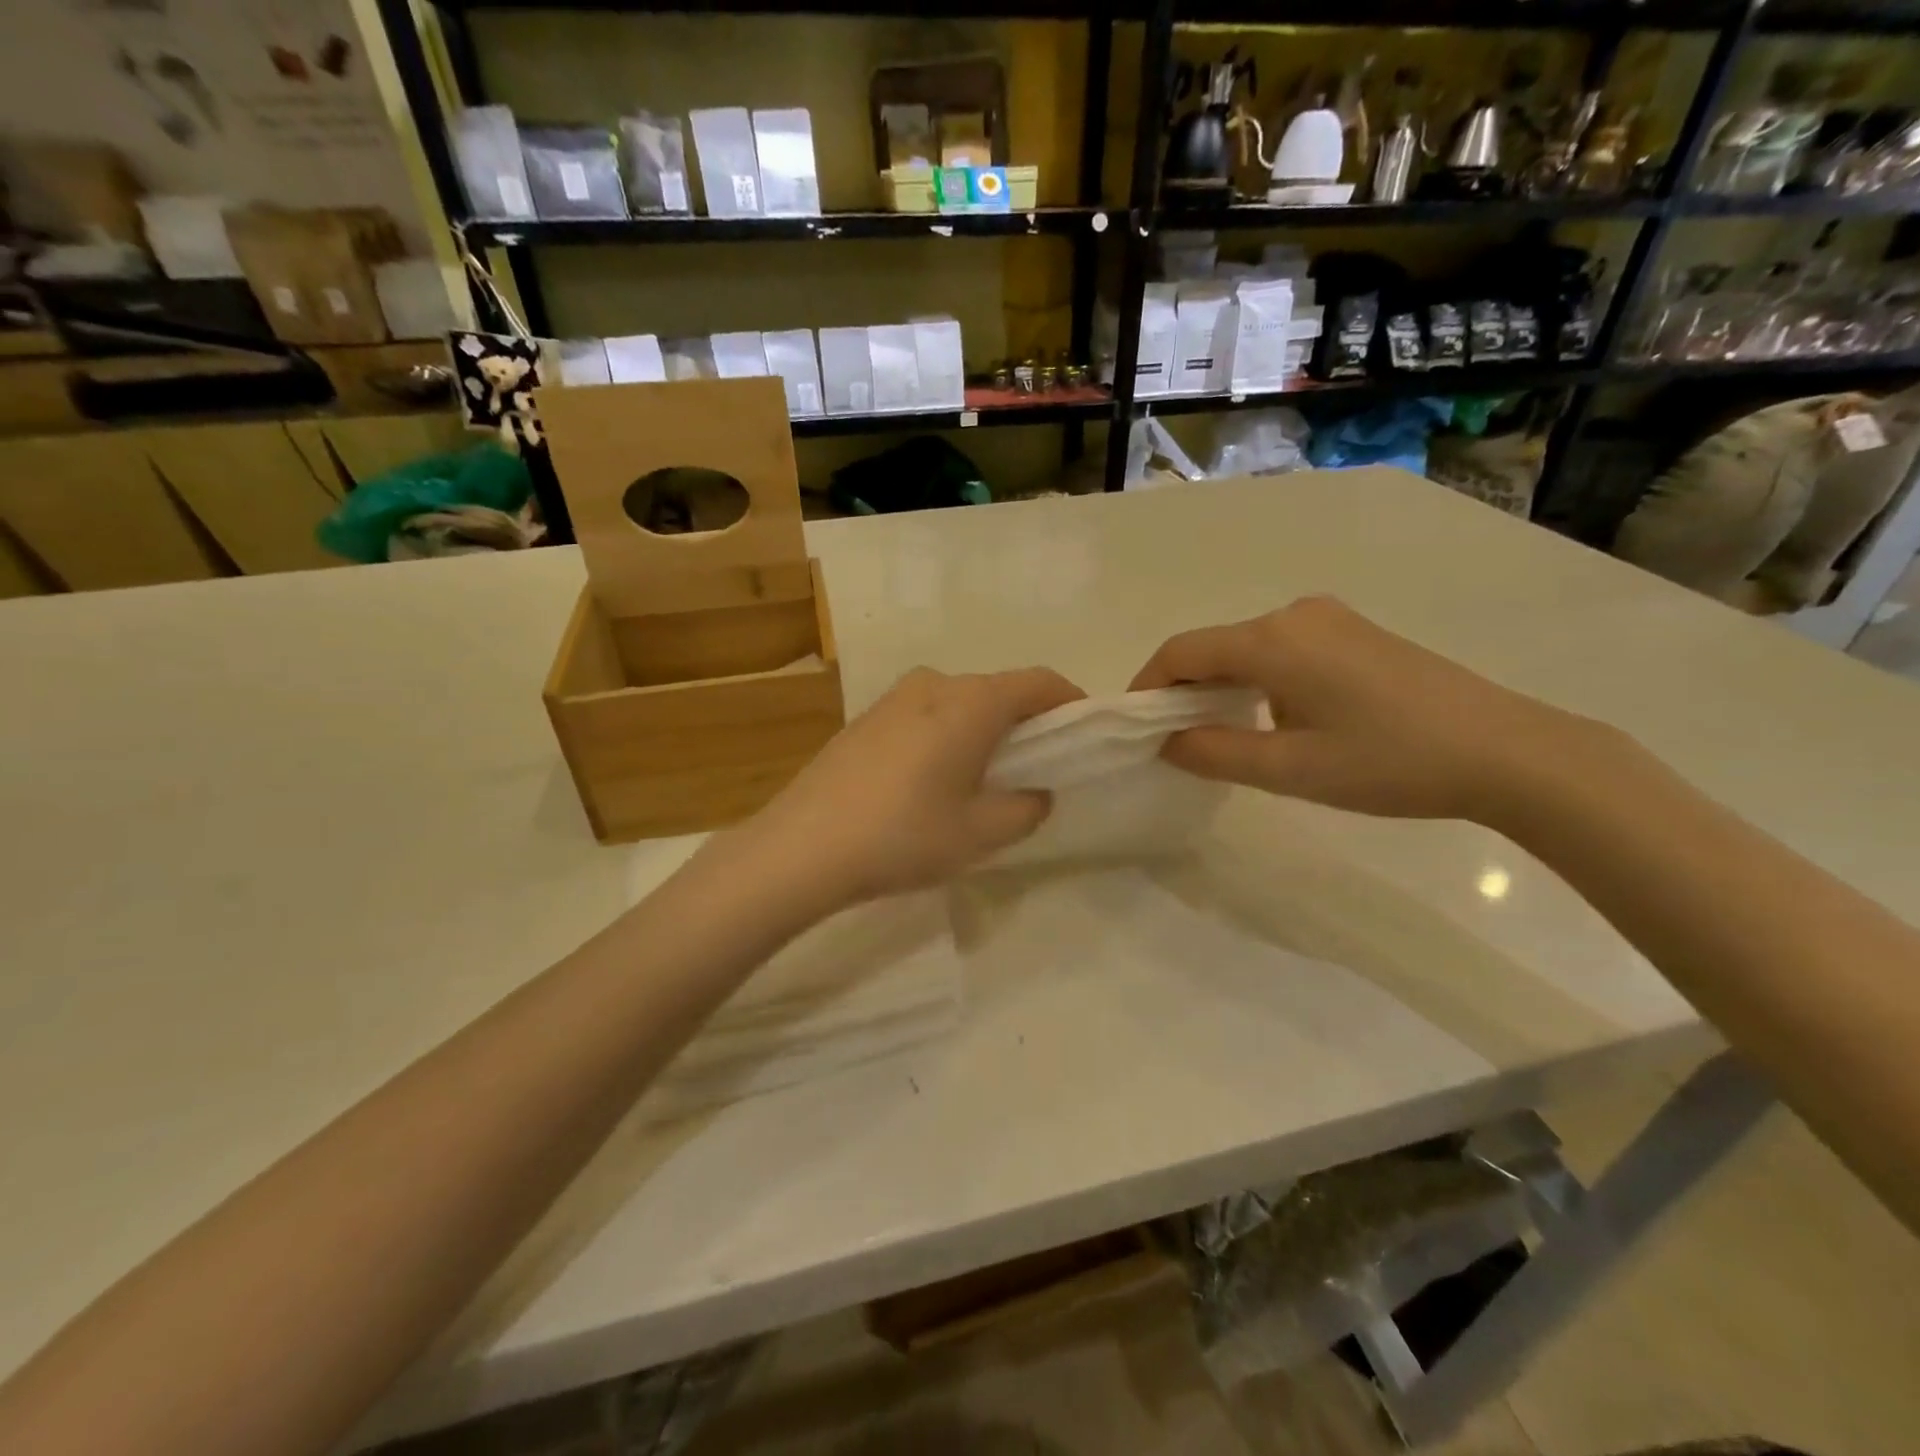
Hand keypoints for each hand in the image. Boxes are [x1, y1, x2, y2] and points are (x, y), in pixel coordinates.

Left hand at [745, 666, 1084, 906]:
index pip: (1039, 682)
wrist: (802, 847)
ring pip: (958, 703)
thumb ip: (1026, 807)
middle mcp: (934, 684)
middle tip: (1037, 766)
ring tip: (983, 778)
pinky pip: (925, 716)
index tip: (1083, 731)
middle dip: (1025, 721)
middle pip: (997, 690)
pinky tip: (933, 780)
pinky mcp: (865, 720)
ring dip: (982, 729)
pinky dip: (946, 735)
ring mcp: (893, 698)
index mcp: (972, 701)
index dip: (1069, 702)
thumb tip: (1035, 792)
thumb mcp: (981, 833)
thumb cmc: (904, 835)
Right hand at [1130, 596, 1593, 821]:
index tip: (1135, 726)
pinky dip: (1257, 680)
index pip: (1181, 651)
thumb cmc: (1389, 762)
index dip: (1148, 686)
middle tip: (1174, 740)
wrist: (1508, 751)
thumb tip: (1165, 741)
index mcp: (1272, 641)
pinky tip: (1276, 719)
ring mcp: (1329, 619)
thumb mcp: (1290, 770)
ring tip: (1223, 736)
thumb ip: (1214, 754)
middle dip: (1183, 691)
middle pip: (1213, 647)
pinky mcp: (1355, 633)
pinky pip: (1282, 649)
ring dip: (1221, 687)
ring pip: (1247, 649)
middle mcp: (1294, 615)